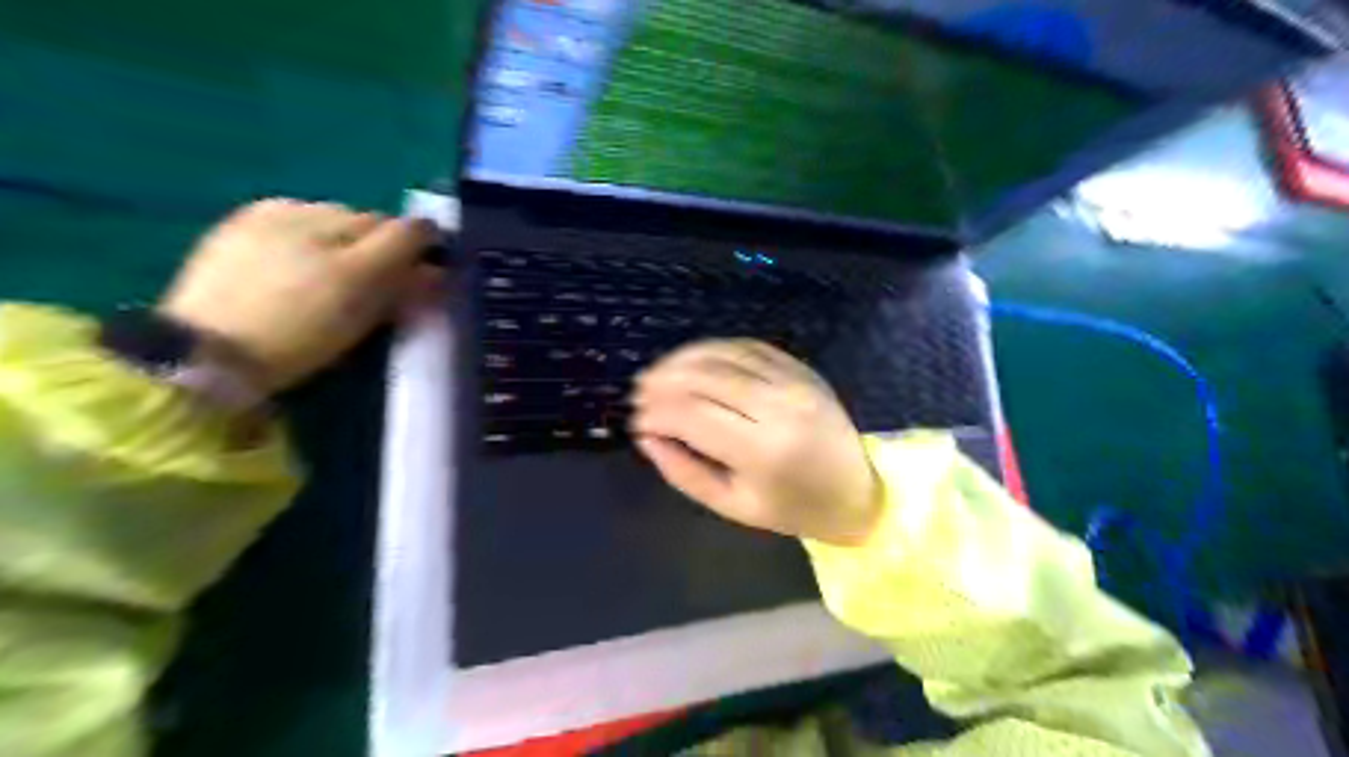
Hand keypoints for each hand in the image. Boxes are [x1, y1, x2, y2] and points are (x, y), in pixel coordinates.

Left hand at [160, 198, 436, 393]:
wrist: (205, 353)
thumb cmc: (299, 336)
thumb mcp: (362, 310)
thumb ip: (401, 273)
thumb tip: (434, 256)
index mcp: (347, 238)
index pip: (405, 229)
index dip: (421, 248)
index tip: (424, 272)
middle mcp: (315, 215)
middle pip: (370, 221)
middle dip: (381, 244)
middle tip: (378, 281)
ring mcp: (273, 216)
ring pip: (333, 217)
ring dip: (344, 238)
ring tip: (330, 272)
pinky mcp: (240, 223)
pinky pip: (293, 217)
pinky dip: (305, 233)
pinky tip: (294, 262)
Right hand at [629, 340, 880, 544]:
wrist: (857, 491)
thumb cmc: (791, 508)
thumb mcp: (732, 505)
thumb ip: (684, 472)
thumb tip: (647, 436)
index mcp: (762, 451)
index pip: (692, 415)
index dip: (656, 413)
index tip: (638, 420)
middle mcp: (778, 407)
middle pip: (705, 378)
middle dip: (663, 380)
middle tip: (639, 391)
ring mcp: (794, 381)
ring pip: (724, 354)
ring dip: (683, 359)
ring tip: (658, 372)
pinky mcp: (801, 368)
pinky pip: (748, 347)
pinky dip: (714, 349)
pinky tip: (694, 360)